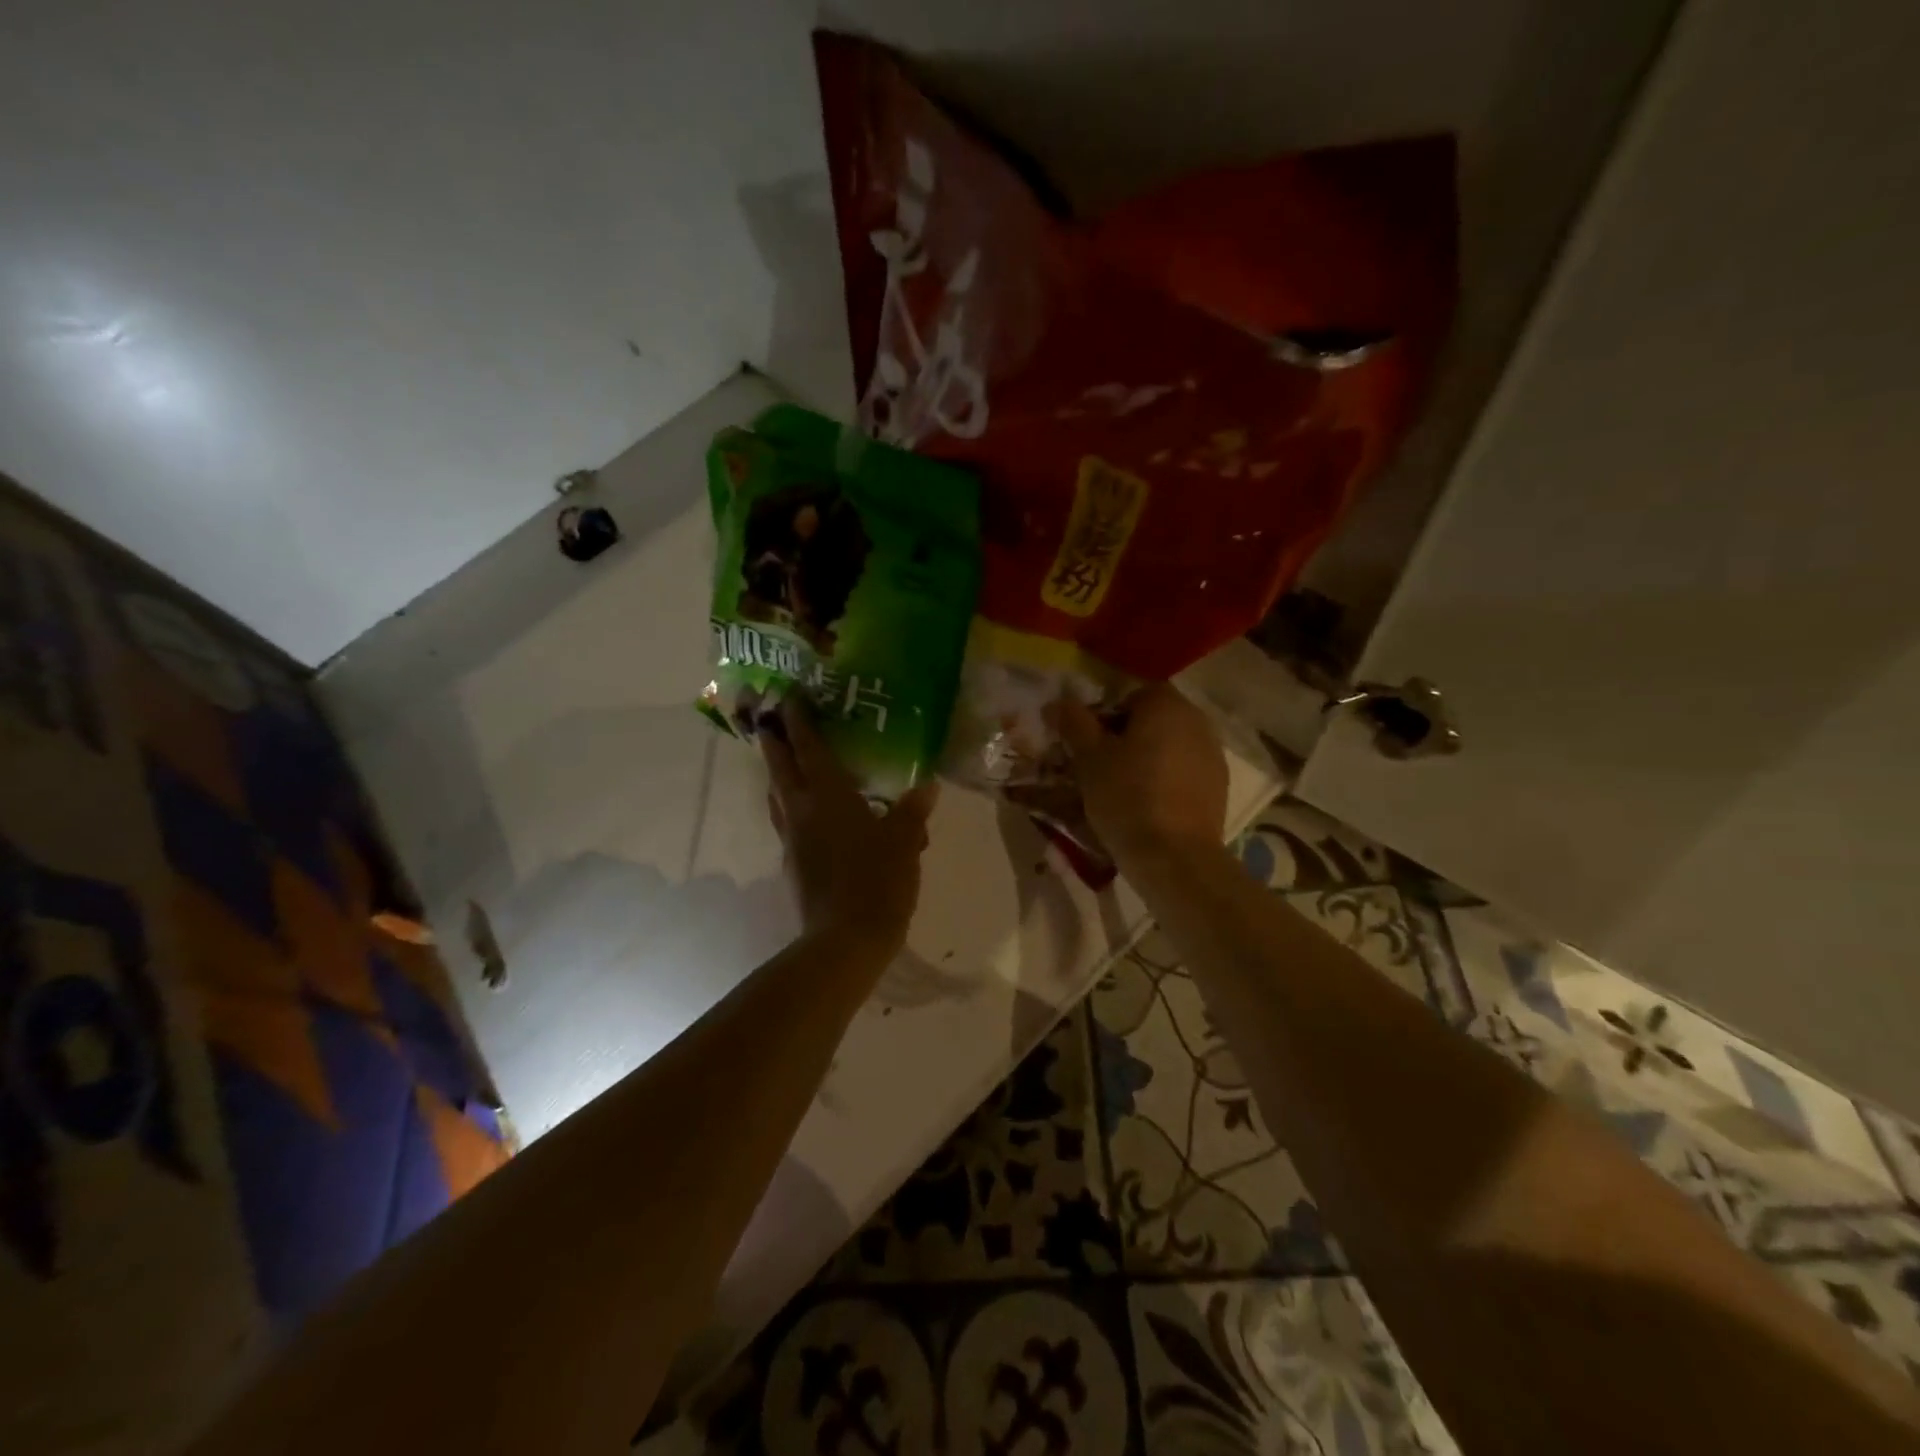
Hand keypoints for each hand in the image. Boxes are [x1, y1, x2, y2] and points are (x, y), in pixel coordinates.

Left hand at [760, 699, 938, 957]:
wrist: (845, 940)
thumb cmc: (877, 880)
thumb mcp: (904, 841)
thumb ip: (912, 810)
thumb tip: (926, 786)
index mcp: (828, 796)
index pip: (809, 748)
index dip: (798, 721)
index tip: (788, 697)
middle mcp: (802, 811)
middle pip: (780, 768)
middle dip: (774, 741)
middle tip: (770, 720)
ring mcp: (792, 840)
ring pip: (777, 797)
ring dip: (777, 775)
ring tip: (785, 764)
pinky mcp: (792, 865)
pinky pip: (787, 824)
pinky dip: (791, 809)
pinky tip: (807, 817)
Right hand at [1047, 683, 1227, 865]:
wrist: (1174, 857)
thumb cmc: (1126, 797)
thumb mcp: (1089, 758)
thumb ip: (1074, 723)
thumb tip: (1059, 702)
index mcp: (1166, 705)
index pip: (1132, 694)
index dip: (1106, 714)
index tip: (1090, 742)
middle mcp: (1197, 721)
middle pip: (1154, 718)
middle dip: (1127, 736)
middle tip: (1101, 765)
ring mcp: (1213, 754)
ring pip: (1170, 745)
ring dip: (1148, 757)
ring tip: (1124, 788)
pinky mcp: (1219, 786)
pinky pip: (1185, 771)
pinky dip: (1167, 779)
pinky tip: (1149, 805)